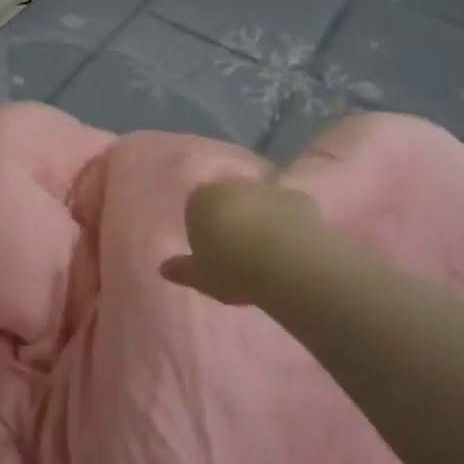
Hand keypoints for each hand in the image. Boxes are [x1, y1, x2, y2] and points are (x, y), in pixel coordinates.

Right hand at [160, 180, 323, 307]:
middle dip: (232, 221)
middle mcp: (232, 186)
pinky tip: (292, 248)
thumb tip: (164, 268)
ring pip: (259, 203)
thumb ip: (182, 270)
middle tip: (239, 255)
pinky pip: (288, 211)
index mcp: (200, 199)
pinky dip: (288, 224)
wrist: (285, 262)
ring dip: (261, 220)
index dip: (203, 232)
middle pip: (228, 202)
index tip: (210, 256)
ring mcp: (267, 189)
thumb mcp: (200, 277)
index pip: (195, 209)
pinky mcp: (299, 198)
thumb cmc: (231, 268)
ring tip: (268, 254)